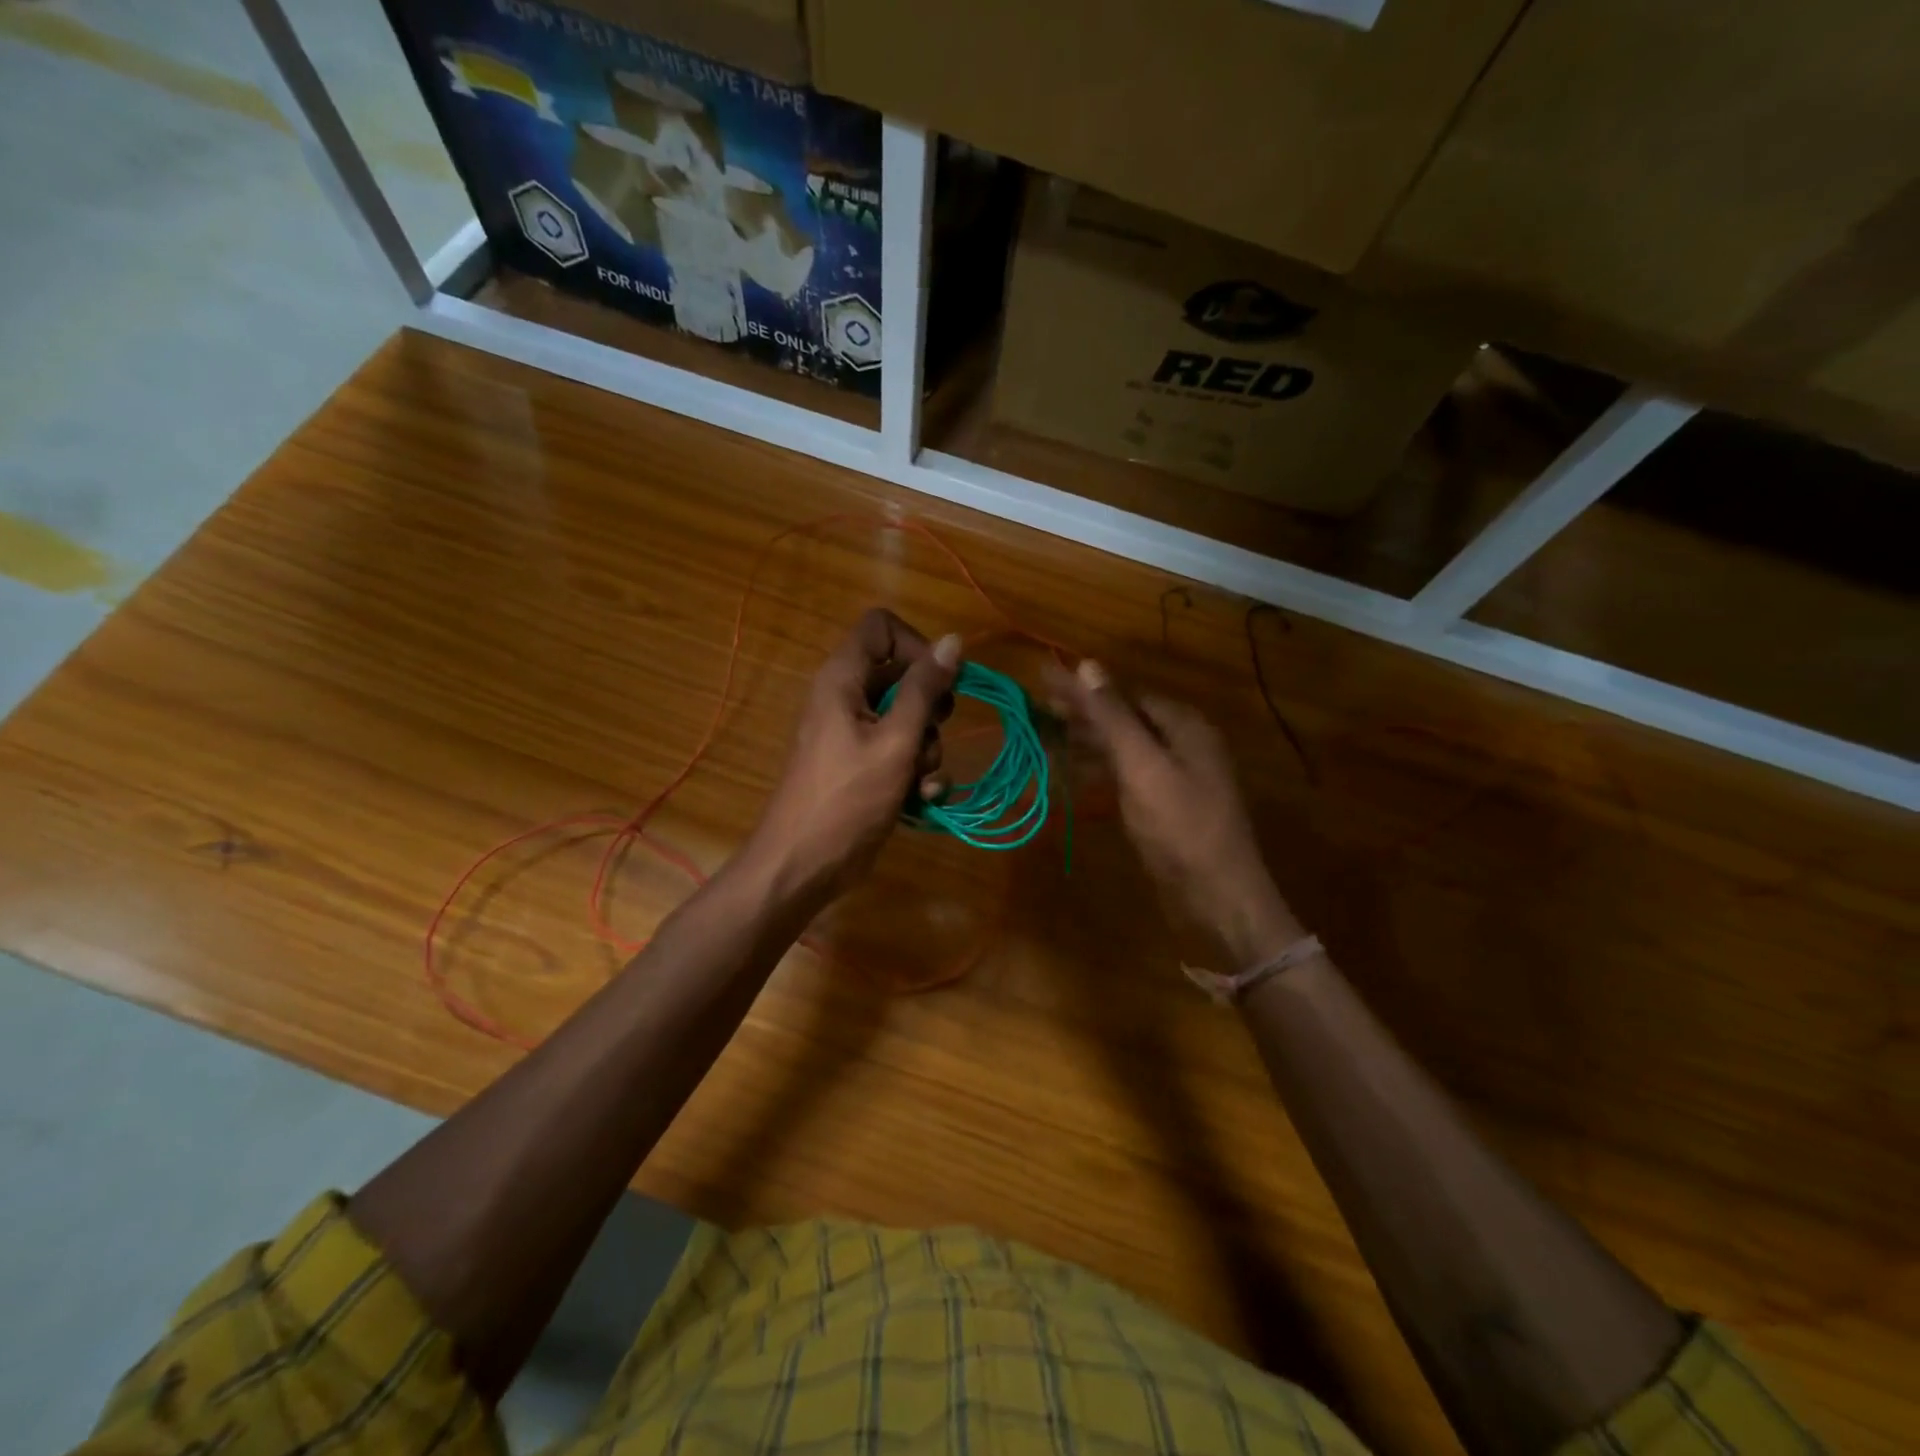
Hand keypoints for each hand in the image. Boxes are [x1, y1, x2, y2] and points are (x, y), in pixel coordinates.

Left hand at [745, 608, 959, 904]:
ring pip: (907, 718)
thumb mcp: (895, 741)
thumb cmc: (847, 798)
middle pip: (902, 675)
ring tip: (921, 780)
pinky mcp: (861, 765)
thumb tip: (953, 640)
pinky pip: (898, 751)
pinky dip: (914, 771)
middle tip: (933, 733)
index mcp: (843, 678)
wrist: (802, 864)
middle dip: (929, 707)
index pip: (882, 627)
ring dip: (926, 748)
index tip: (939, 682)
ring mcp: (853, 733)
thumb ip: (924, 690)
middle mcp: (846, 697)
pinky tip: (922, 799)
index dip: (916, 645)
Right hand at [1048, 659, 1303, 966]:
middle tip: (1037, 707)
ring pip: (1124, 746)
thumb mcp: (1141, 765)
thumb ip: (1112, 717)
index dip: (1083, 687)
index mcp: (1183, 725)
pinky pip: (1128, 774)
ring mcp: (1176, 776)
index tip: (1043, 680)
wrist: (1217, 897)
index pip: (1124, 693)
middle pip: (1124, 717)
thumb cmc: (1179, 826)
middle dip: (1082, 711)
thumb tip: (1086, 665)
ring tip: (1045, 734)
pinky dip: (1100, 768)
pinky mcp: (1166, 805)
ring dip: (1087, 739)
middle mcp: (1182, 743)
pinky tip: (1074, 770)